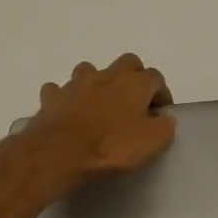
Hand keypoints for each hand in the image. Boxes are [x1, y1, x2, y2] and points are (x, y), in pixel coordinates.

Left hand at [23, 54, 174, 186]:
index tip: (160, 112)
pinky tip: (68, 112)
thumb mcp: (152, 143)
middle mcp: (106, 75)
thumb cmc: (111, 148)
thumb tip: (164, 118)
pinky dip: (66, 98)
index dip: (161, 93)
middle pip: (126, 63)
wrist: (59, 153)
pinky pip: (60, 90)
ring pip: (90, 71)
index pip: (156, 77)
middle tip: (133, 102)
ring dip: (97, 83)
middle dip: (133, 77)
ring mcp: (75, 83)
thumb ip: (165, 126)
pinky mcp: (52, 97)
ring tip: (99, 105)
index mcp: (134, 83)